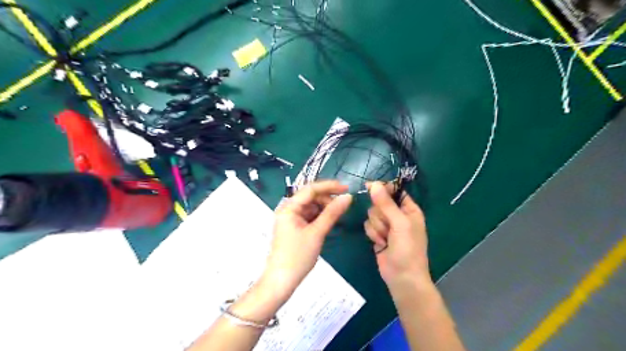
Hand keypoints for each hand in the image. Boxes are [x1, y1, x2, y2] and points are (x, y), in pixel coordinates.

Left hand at [262, 183, 350, 300]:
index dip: (329, 186)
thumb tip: (348, 197)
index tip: (346, 188)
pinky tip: (329, 223)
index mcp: (289, 207)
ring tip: (338, 216)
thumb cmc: (297, 256)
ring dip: (324, 209)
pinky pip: (309, 216)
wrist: (281, 281)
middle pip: (310, 197)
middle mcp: (288, 209)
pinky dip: (319, 217)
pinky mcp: (293, 228)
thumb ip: (332, 213)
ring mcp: (290, 219)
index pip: (310, 189)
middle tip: (343, 207)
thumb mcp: (317, 233)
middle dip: (327, 199)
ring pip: (311, 207)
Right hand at [365, 183, 433, 286]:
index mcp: (409, 209)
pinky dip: (373, 234)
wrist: (402, 278)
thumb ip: (386, 204)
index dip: (382, 188)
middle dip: (380, 215)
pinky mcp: (377, 234)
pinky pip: (368, 225)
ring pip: (371, 214)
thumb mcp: (400, 224)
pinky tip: (380, 244)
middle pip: (379, 202)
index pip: (394, 190)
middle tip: (388, 226)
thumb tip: (374, 184)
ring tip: (386, 239)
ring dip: (377, 227)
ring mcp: (387, 225)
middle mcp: (398, 215)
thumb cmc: (408, 250)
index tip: (369, 187)